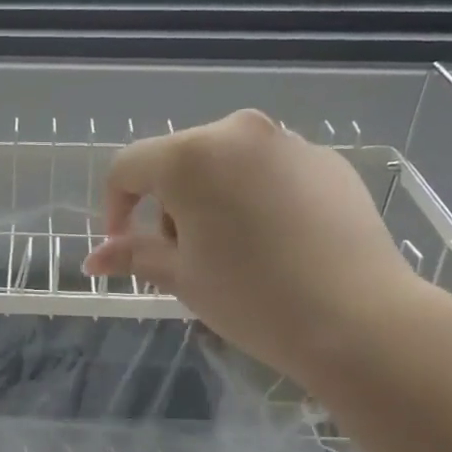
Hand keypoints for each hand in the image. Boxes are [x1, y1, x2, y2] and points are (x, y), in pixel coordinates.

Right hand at [83, 109, 432, 386]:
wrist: (358, 318)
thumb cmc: (251, 298)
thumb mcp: (181, 277)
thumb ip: (133, 256)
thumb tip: (94, 260)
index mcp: (192, 156)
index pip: (128, 167)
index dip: (115, 208)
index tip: (124, 248)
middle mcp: (239, 132)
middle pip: (178, 162)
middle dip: (168, 207)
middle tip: (183, 258)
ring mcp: (289, 143)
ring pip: (225, 165)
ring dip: (211, 201)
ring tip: (232, 254)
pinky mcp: (327, 161)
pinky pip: (270, 172)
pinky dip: (255, 199)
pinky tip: (275, 245)